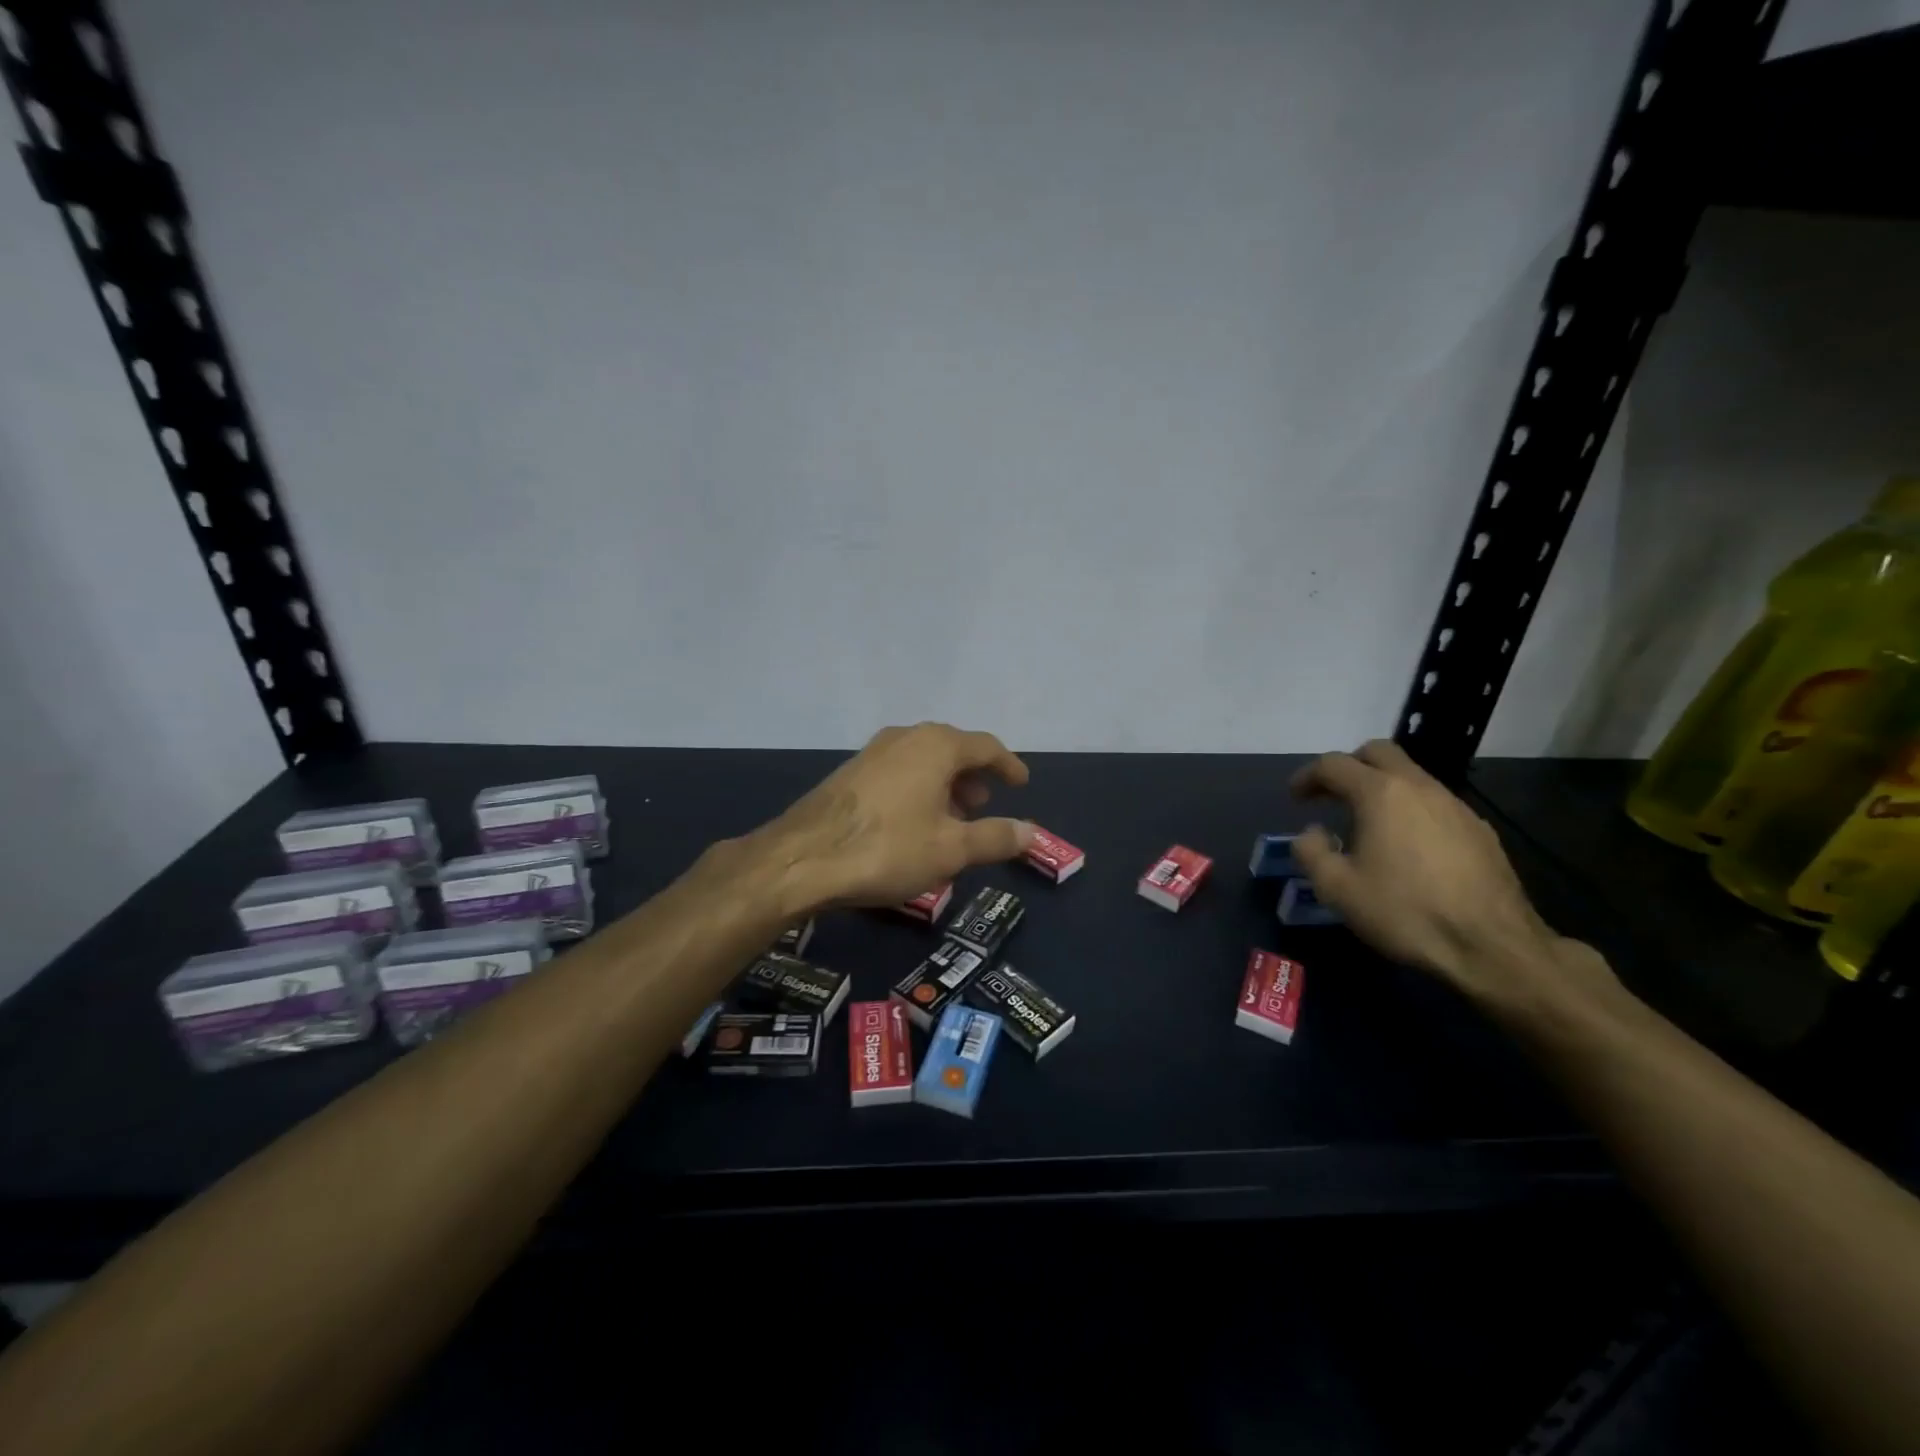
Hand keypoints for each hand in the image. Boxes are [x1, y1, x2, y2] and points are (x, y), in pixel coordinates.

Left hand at [748, 722, 1034, 911]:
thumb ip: (995, 837)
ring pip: (922, 761)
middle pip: (952, 749)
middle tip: (984, 804)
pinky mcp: (849, 773)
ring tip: (952, 818)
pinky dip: (917, 789)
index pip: (986, 746)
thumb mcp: (951, 850)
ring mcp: (872, 753)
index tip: (1021, 783)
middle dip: (973, 776)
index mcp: (936, 746)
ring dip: (944, 785)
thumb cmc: (888, 849)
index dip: (1008, 765)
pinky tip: (912, 823)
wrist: (802, 859)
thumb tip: (1032, 831)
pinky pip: (898, 772)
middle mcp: (905, 737)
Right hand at [1290, 739, 1570, 1004]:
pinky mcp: (1480, 830)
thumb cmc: (1405, 912)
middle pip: (1379, 752)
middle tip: (1331, 795)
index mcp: (1381, 794)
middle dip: (1349, 766)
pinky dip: (1411, 809)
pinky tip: (1408, 847)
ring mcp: (1456, 806)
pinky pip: (1435, 803)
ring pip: (1411, 776)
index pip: (1334, 764)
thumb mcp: (1337, 889)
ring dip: (1382, 787)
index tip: (1295, 797)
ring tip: (1367, 823)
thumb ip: (1311, 851)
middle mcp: (1420, 787)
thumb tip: (1312, 832)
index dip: (1307, 776)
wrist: (1492, 946)